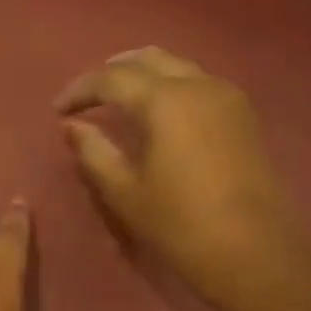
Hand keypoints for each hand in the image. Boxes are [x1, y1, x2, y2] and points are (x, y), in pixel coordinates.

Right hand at [55, 47, 302, 310]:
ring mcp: (226, 97)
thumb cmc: (179, 224)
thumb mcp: (124, 192)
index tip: (58, 110)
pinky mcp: (243, 116)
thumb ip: (94, 152)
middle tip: (87, 96)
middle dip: (112, 71)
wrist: (253, 252)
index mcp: (165, 100)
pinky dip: (170, 87)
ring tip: (119, 101)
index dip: (80, 90)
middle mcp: (198, 85)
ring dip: (143, 75)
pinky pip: (198, 83)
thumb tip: (74, 126)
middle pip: (148, 59)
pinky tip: (158, 113)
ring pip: (177, 66)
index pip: (111, 77)